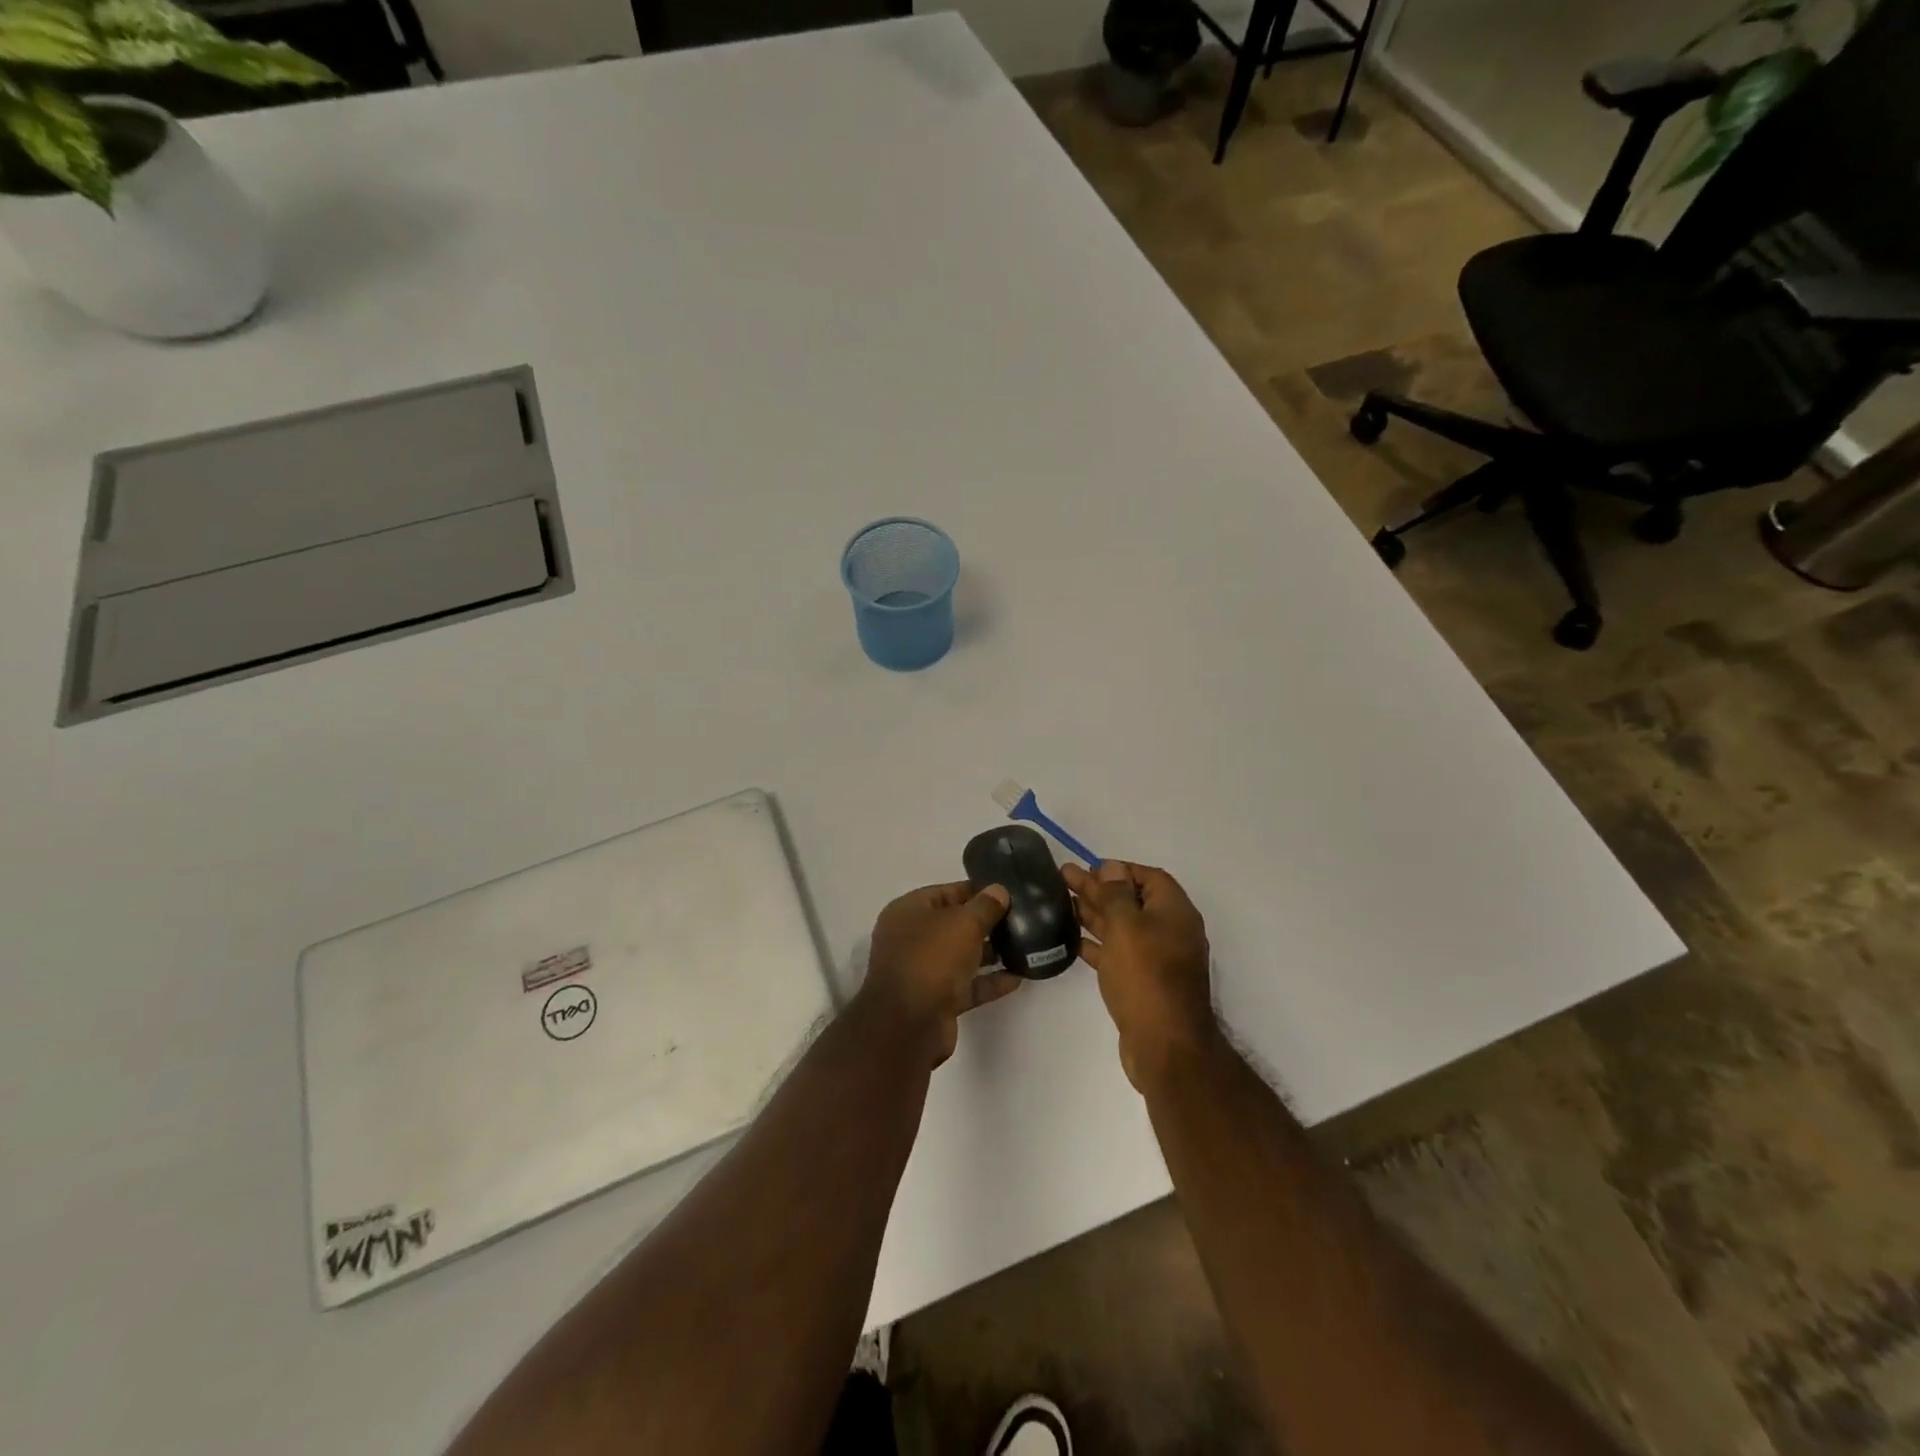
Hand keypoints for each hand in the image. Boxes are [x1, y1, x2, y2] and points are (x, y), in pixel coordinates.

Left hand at [856, 882, 1022, 1066]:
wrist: (909, 1025)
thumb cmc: (932, 959)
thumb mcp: (963, 923)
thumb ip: (985, 906)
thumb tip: (999, 890)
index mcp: (908, 912)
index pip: (945, 892)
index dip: (976, 890)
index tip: (1007, 892)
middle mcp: (911, 939)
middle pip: (953, 924)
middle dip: (985, 922)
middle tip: (1021, 919)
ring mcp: (922, 971)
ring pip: (961, 956)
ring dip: (990, 953)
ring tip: (1024, 946)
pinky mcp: (936, 1001)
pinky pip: (966, 985)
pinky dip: (989, 981)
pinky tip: (1018, 977)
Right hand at [1064, 861, 1215, 1089]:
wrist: (1165, 1045)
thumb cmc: (1146, 976)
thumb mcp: (1127, 926)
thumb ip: (1116, 894)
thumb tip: (1113, 868)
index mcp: (1174, 912)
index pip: (1149, 877)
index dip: (1119, 869)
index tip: (1089, 868)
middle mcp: (1170, 932)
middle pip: (1131, 901)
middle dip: (1099, 888)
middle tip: (1064, 877)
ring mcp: (1157, 960)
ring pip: (1122, 927)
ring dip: (1095, 914)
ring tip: (1062, 902)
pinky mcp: (1144, 984)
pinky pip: (1119, 954)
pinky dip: (1098, 945)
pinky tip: (1073, 940)